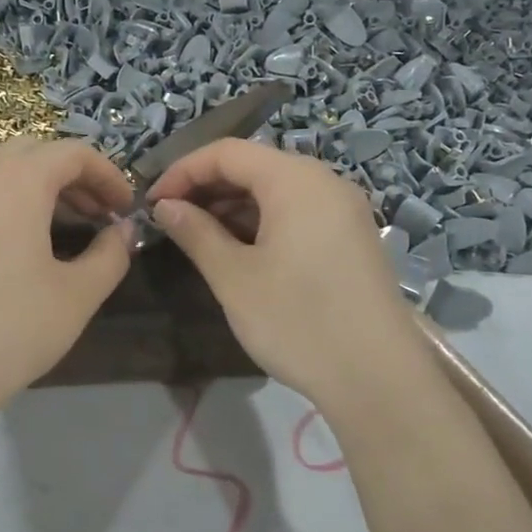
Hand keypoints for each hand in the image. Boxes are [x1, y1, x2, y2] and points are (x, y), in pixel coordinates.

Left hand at [0, 138, 134, 419]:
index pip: (74, 154)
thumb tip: (122, 231)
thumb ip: (111, 254)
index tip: (124, 209)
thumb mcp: (79, 294)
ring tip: (40, 217)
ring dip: (20, 179)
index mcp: (20, 178)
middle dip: (69, 177)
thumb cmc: (12, 327)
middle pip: (31, 152)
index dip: (108, 176)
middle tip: (92, 216)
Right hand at [148, 139, 419, 406]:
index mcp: (295, 180)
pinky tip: (240, 251)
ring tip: (199, 238)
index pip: (227, 152)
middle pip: (254, 166)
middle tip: (171, 221)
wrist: (378, 378)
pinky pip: (298, 212)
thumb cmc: (297, 321)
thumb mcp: (234, 277)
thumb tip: (165, 207)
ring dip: (233, 207)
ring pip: (276, 191)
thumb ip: (195, 233)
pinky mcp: (351, 237)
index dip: (183, 171)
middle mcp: (324, 182)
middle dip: (207, 188)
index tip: (152, 203)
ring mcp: (344, 209)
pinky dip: (263, 222)